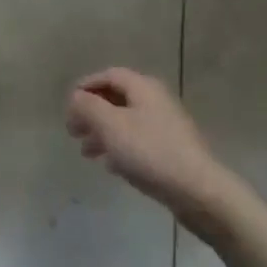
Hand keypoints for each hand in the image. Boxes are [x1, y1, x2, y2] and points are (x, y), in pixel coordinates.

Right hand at [66, 68, 239, 236]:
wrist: (197, 190)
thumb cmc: (149, 152)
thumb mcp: (111, 125)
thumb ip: (88, 107)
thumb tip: (76, 96)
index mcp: (143, 87)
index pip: (109, 75)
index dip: (86, 86)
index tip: (68, 105)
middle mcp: (156, 100)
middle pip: (117, 98)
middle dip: (92, 112)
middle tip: (72, 131)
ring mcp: (166, 126)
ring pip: (126, 122)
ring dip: (103, 132)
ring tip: (86, 152)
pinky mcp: (171, 150)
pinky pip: (138, 141)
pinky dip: (120, 148)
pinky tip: (110, 166)